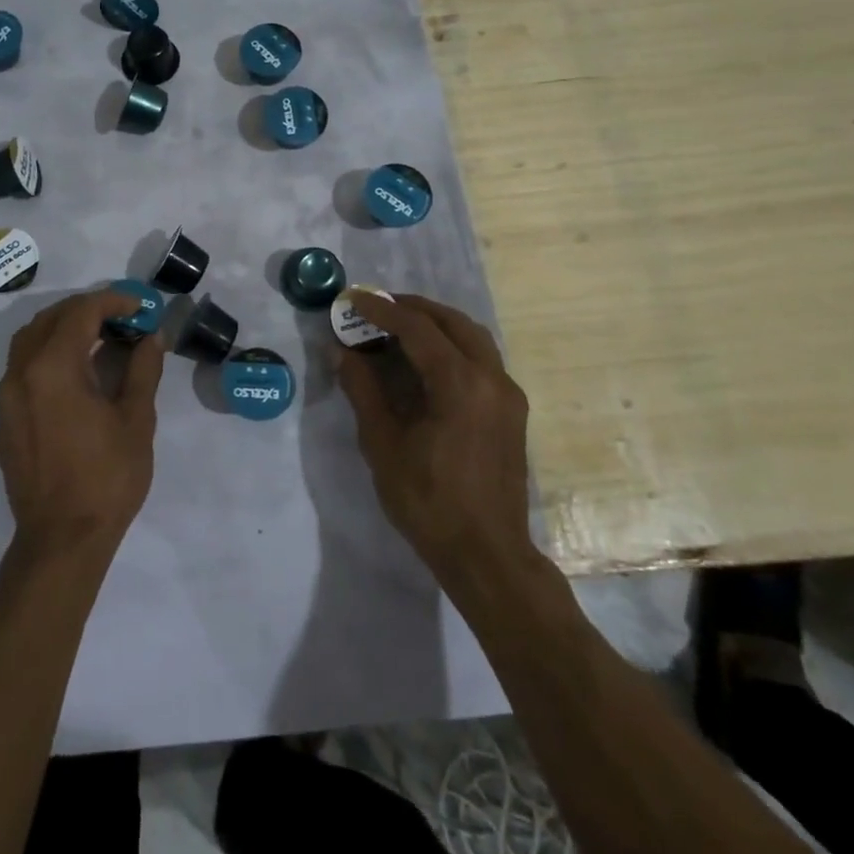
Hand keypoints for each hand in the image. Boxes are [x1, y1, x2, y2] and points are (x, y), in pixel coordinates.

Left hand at [0, 288, 165, 561]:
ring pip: (30, 338)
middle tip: (124, 318)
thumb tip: (152, 337)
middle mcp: (22, 372)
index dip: (113, 300)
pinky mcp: (4, 416)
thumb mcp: (136, 420)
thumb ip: (143, 369)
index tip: (141, 306)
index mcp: (53, 368)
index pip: (81, 312)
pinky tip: (77, 370)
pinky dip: (49, 351)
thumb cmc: (106, 478)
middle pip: (51, 319)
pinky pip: (23, 365)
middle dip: (88, 309)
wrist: (61, 539)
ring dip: (64, 327)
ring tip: (100, 337)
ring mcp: (7, 395)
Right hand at [337, 293, 534, 583]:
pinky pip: (481, 358)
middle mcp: (492, 378)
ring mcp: (507, 394)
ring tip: (398, 326)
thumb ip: (363, 389)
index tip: (352, 299)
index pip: (417, 328)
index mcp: (460, 383)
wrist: (486, 554)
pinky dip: (451, 345)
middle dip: (412, 308)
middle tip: (376, 307)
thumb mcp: (383, 444)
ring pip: (472, 337)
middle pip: (452, 322)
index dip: (381, 310)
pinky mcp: (511, 410)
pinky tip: (425, 360)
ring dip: (435, 324)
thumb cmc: (428, 501)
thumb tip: (342, 352)